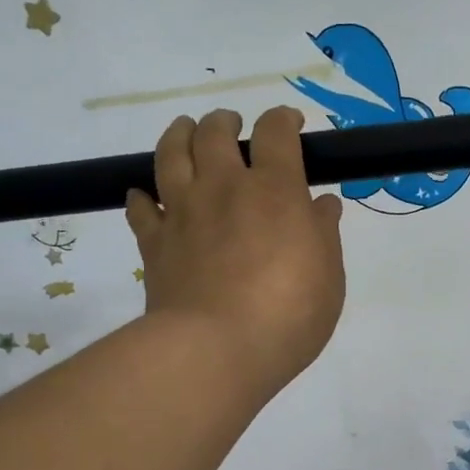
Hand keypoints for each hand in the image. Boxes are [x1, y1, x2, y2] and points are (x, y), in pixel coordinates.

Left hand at [126, 107, 345, 402]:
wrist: (216, 349)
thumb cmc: (289, 315)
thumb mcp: (329, 277)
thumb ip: (323, 235)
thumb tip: (321, 204)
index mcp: (274, 190)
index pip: (275, 133)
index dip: (283, 120)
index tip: (291, 124)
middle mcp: (224, 188)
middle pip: (215, 133)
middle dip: (225, 122)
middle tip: (232, 126)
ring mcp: (182, 212)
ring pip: (171, 155)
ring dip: (179, 135)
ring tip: (185, 131)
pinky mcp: (154, 242)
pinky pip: (140, 207)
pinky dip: (142, 196)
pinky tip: (145, 196)